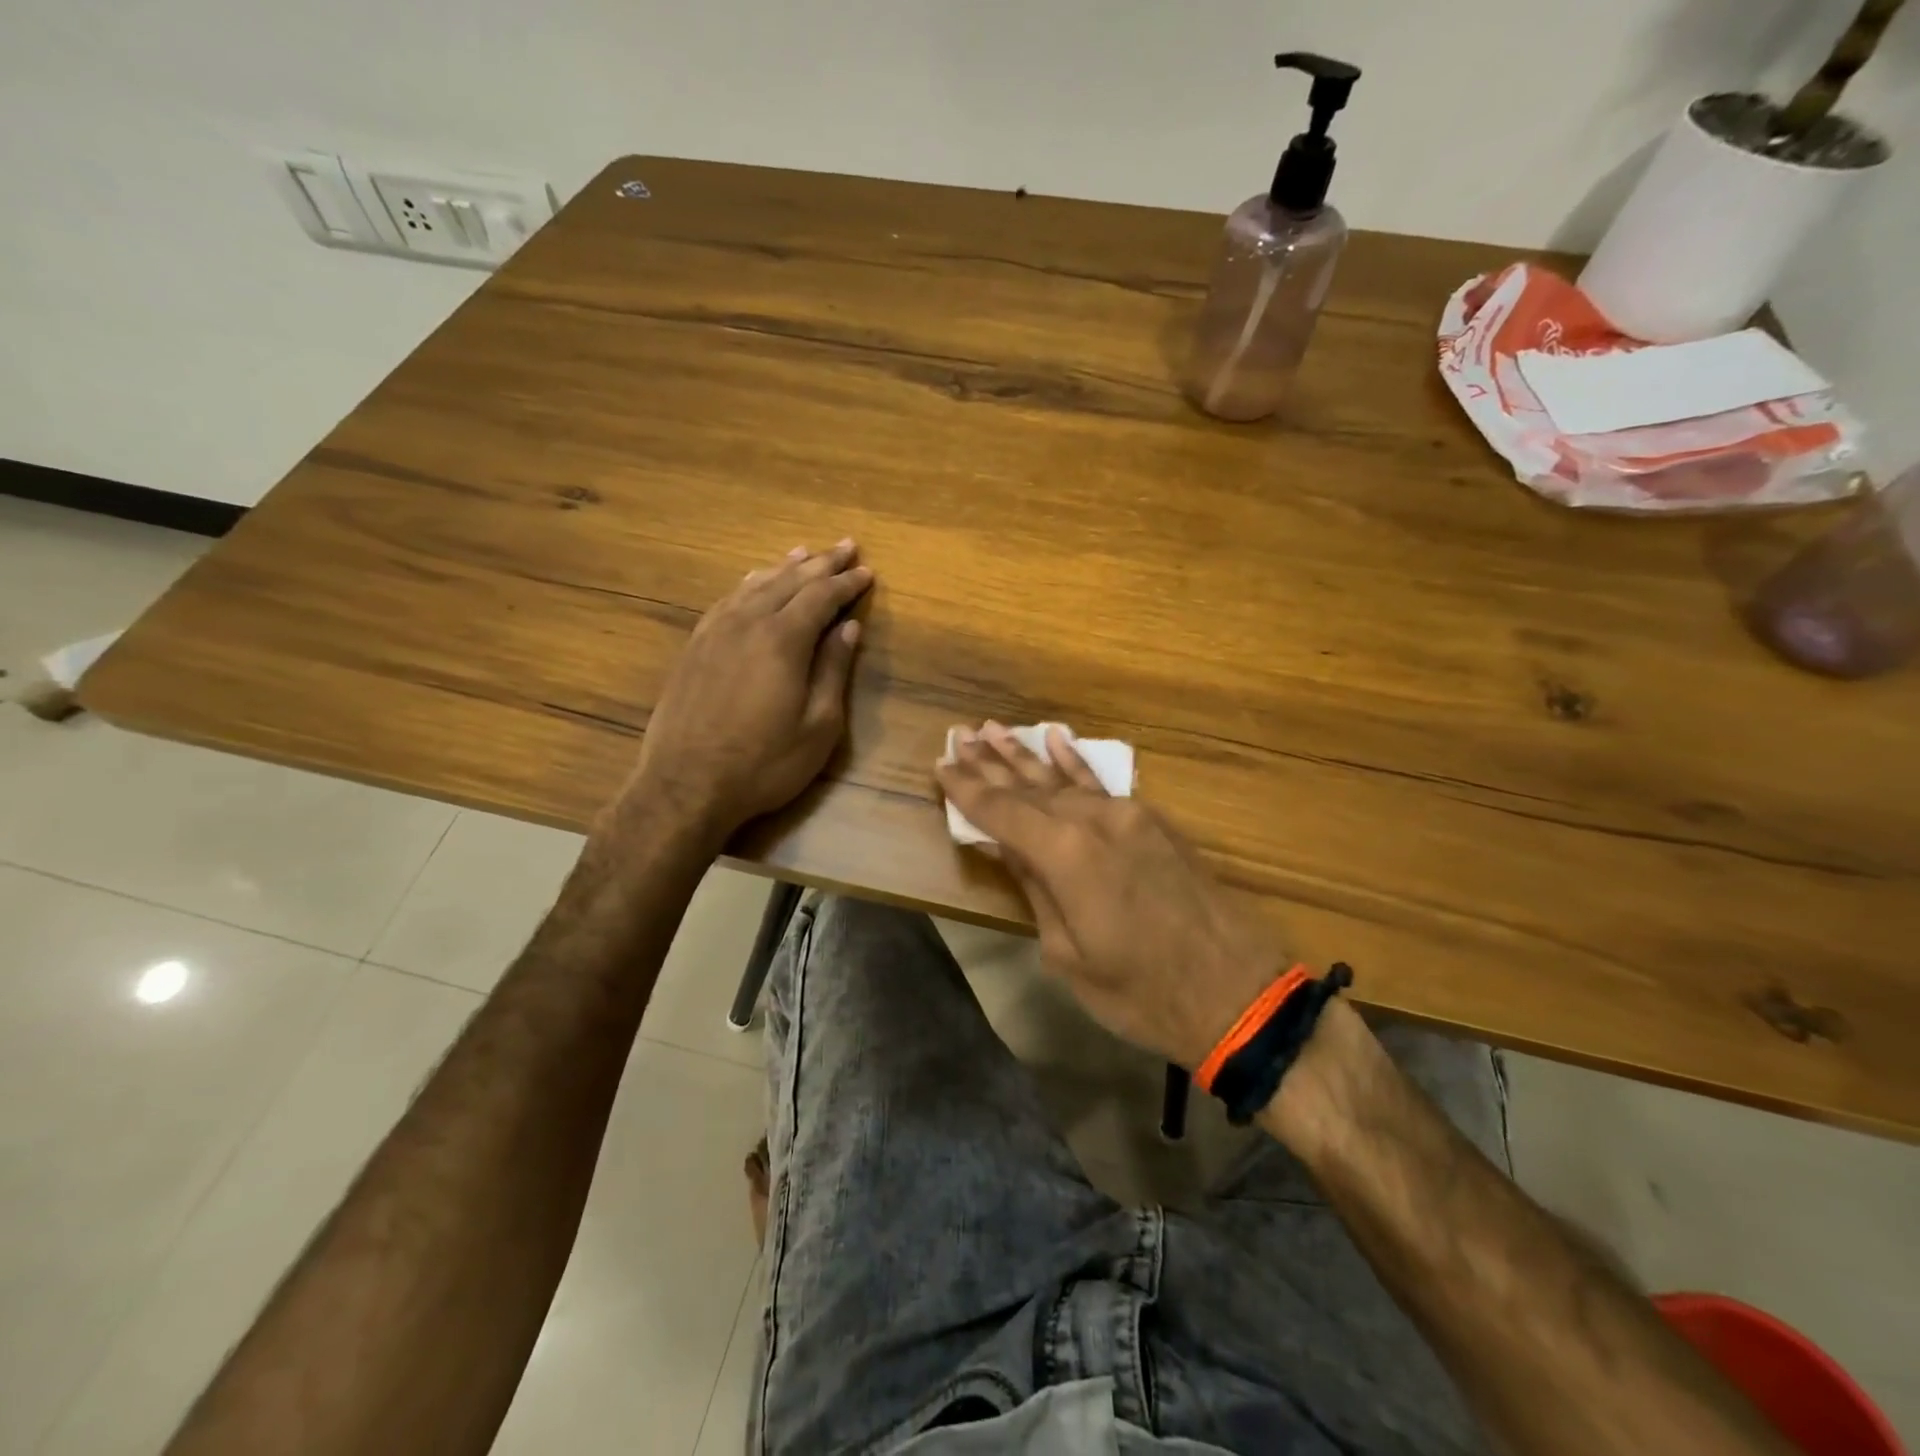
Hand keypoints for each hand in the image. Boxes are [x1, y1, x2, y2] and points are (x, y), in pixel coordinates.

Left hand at [609, 541, 872, 843]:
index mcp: (783, 639)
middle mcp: (748, 622)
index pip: (822, 596)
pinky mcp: (695, 647)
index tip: (868, 571)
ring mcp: (716, 632)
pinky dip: (748, 585)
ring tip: (804, 553)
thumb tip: (848, 627)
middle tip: (845, 546)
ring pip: (755, 585)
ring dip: (785, 567)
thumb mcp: (818, 725)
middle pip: (790, 581)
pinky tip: (753, 582)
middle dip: (822, 563)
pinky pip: (727, 601)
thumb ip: (834, 670)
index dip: (848, 582)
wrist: (686, 784)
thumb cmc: (765, 763)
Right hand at [936, 723, 1284, 1070]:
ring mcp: (1129, 815)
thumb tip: (1006, 846)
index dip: (967, 790)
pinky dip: (1077, 762)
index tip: (940, 765)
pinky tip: (1057, 738)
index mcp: (1067, 855)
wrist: (1236, 993)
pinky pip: (1103, 784)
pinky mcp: (1153, 822)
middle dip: (990, 763)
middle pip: (1030, 787)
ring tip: (992, 729)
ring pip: (1064, 779)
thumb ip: (1035, 889)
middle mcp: (1095, 820)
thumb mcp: (1068, 954)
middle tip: (959, 736)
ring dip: (1026, 756)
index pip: (1002, 811)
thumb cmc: (1140, 992)